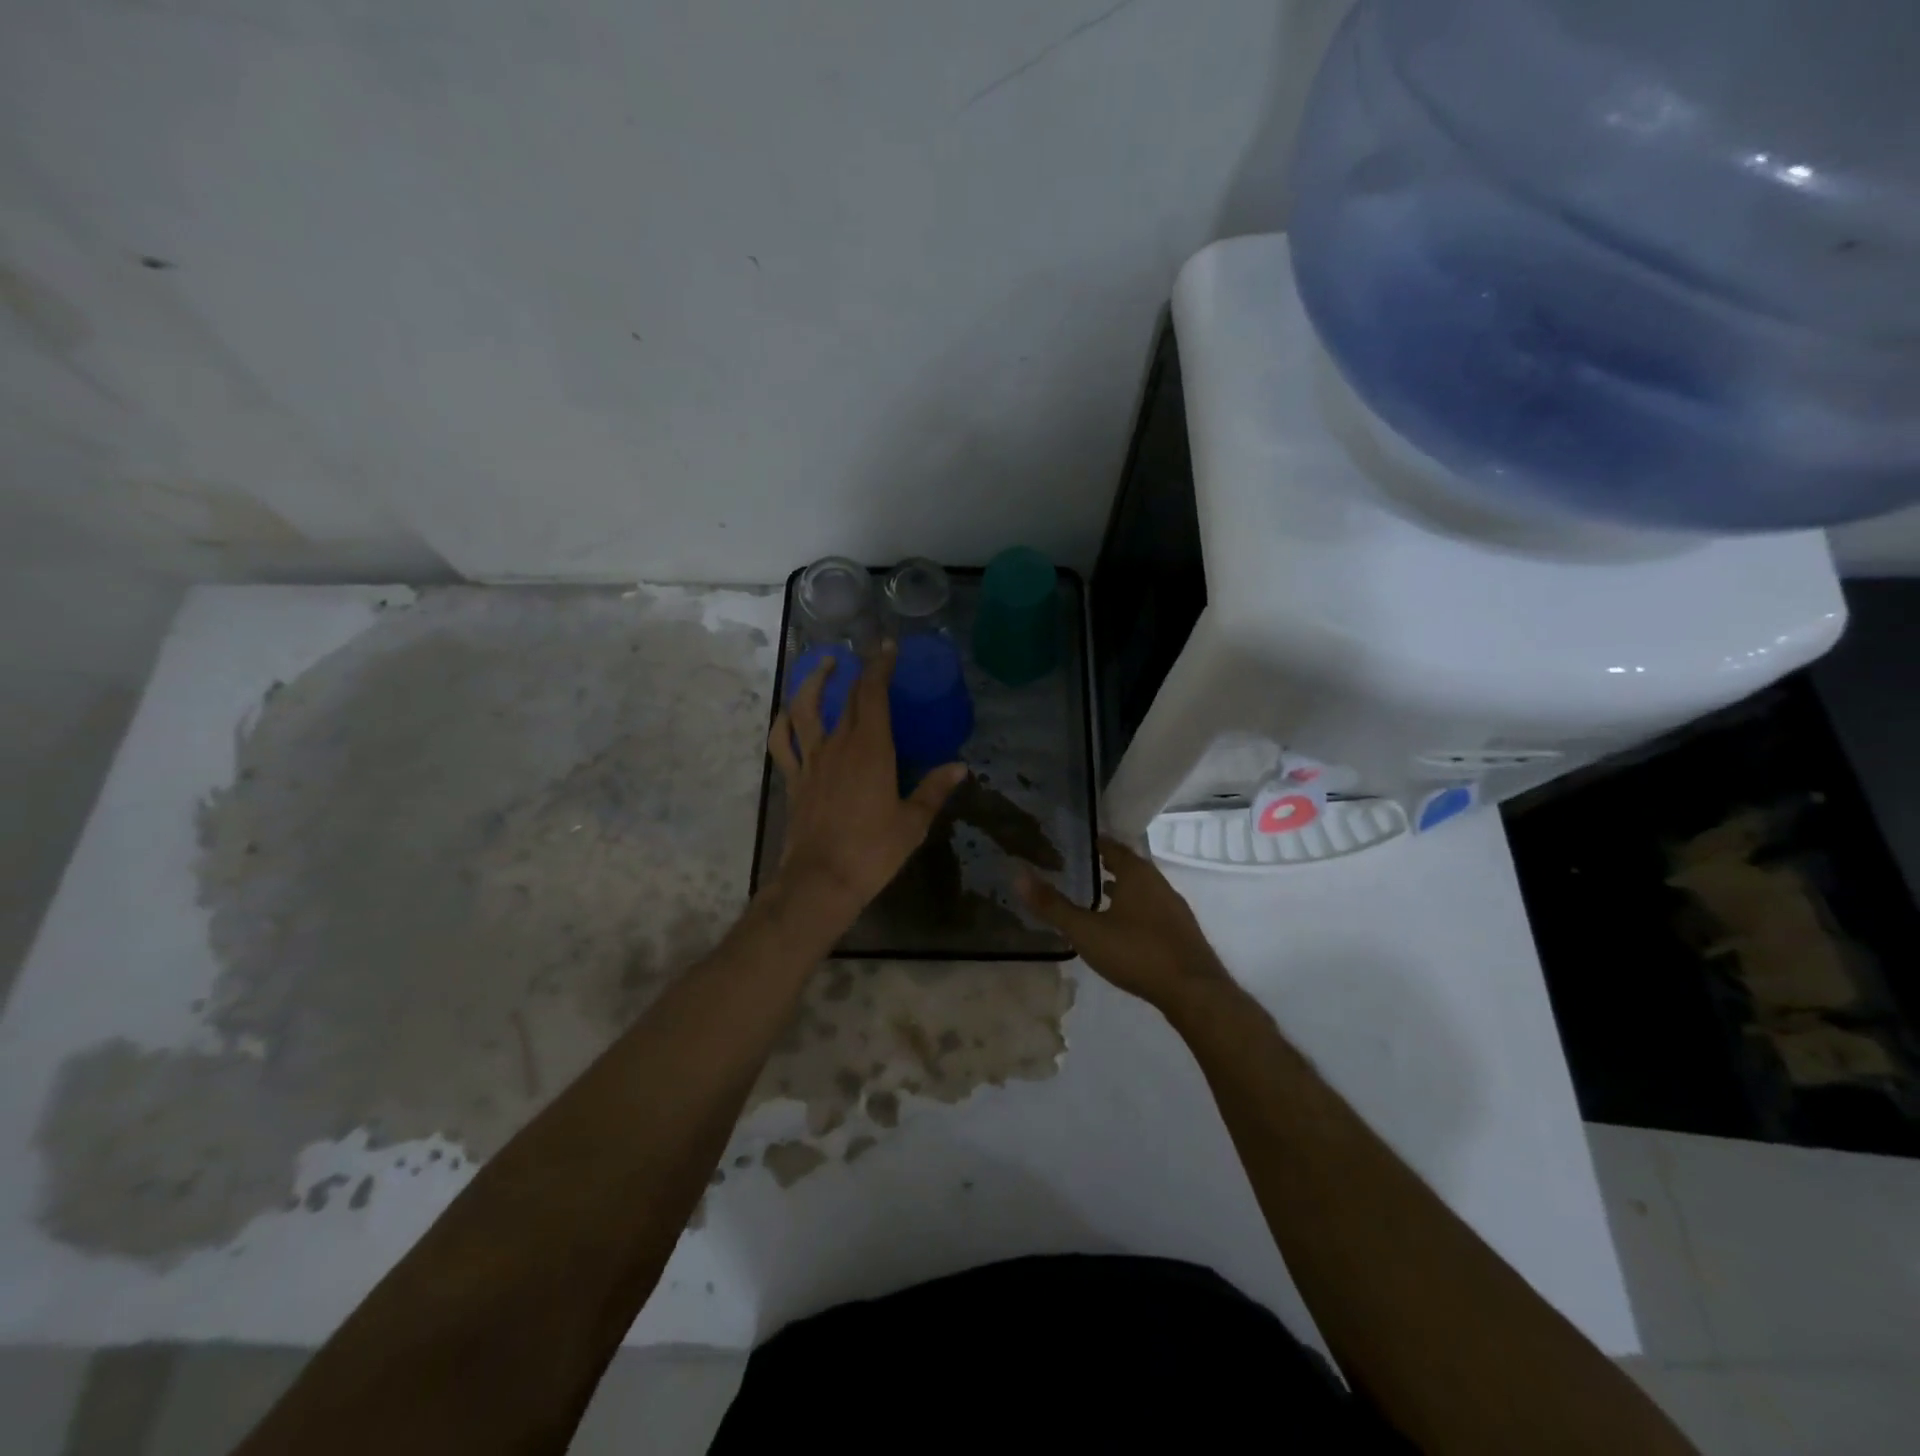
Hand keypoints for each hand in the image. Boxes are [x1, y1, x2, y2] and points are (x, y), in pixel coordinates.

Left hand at [767, 642, 966, 920]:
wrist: (821, 880)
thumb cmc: (872, 851)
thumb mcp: (913, 822)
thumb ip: (934, 790)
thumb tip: (960, 767)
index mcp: (871, 749)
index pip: (874, 694)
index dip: (880, 666)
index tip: (888, 646)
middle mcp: (838, 745)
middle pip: (847, 698)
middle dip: (860, 672)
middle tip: (871, 655)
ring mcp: (811, 761)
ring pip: (805, 709)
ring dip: (813, 682)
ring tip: (824, 665)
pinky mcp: (794, 779)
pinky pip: (782, 743)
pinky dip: (783, 723)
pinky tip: (789, 713)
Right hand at [1016, 835, 1232, 1008]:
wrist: (1193, 991)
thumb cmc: (1136, 952)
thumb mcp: (1086, 931)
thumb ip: (1052, 905)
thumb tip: (1017, 874)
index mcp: (1137, 874)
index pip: (1113, 848)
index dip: (1096, 843)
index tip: (1079, 841)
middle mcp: (1159, 884)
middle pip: (1131, 867)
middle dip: (1109, 866)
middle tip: (1084, 867)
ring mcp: (1174, 909)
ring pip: (1144, 890)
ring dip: (1124, 890)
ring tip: (1101, 897)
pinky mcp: (1182, 933)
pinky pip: (1153, 911)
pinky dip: (1136, 911)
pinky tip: (1125, 929)